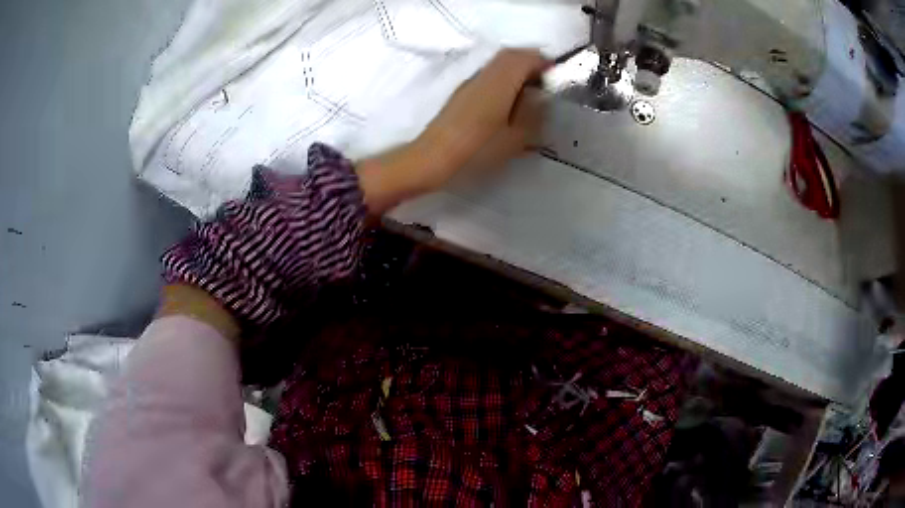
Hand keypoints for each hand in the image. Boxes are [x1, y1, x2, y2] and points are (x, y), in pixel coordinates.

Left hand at [359, 48, 549, 212]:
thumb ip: (534, 114)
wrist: (432, 158)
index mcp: (500, 82)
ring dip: (517, 70)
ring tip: (531, 91)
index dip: (544, 63)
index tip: (556, 76)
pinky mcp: (462, 93)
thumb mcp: (515, 138)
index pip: (525, 58)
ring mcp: (470, 83)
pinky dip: (504, 78)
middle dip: (532, 63)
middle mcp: (484, 75)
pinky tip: (509, 101)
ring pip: (499, 64)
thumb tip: (541, 98)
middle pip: (511, 55)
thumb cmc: (476, 150)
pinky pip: (489, 74)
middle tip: (546, 82)